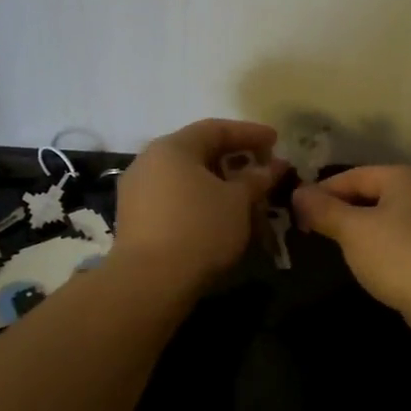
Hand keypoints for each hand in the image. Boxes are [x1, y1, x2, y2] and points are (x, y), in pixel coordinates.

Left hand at [113, 119, 286, 293]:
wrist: (150, 281)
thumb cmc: (200, 229)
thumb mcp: (237, 201)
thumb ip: (256, 179)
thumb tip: (274, 166)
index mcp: (172, 147)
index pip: (216, 129)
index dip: (250, 133)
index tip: (276, 141)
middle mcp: (148, 162)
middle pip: (198, 152)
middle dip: (234, 161)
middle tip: (262, 171)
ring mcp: (137, 191)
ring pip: (186, 179)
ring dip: (218, 185)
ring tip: (245, 199)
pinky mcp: (134, 219)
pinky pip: (174, 200)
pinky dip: (199, 202)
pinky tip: (219, 218)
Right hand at [292, 166, 410, 321]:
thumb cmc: (399, 257)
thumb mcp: (353, 231)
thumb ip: (323, 209)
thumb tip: (297, 193)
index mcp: (406, 175)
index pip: (353, 175)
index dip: (321, 192)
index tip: (295, 212)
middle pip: (371, 192)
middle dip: (340, 210)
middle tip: (311, 230)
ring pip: (386, 215)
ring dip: (359, 228)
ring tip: (336, 246)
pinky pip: (402, 236)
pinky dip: (381, 243)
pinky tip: (370, 262)